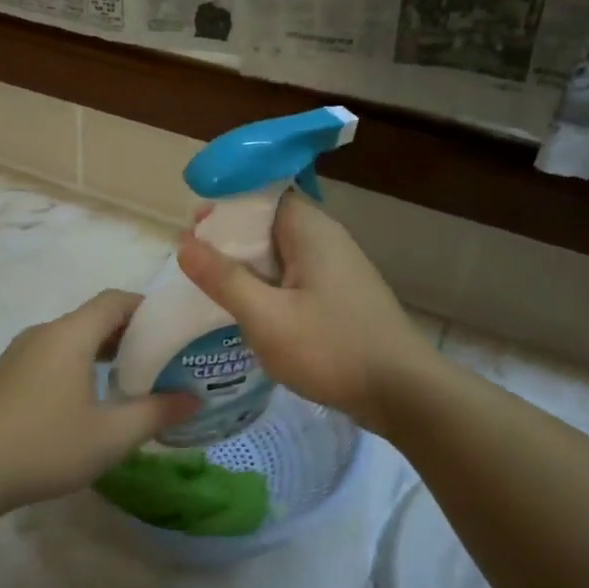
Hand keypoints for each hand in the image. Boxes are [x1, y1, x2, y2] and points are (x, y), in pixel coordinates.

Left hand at [0, 290, 200, 508]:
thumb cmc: (45, 446)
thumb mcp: (111, 436)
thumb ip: (156, 413)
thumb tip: (192, 399)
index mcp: (70, 335)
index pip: (114, 300)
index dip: (146, 307)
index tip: (171, 327)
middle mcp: (43, 333)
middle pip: (93, 317)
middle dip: (128, 332)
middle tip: (160, 358)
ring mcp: (19, 352)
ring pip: (70, 338)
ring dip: (101, 350)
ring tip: (129, 379)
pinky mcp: (5, 374)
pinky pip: (50, 354)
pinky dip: (76, 363)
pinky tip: (86, 399)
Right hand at [177, 193, 432, 431]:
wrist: (404, 393)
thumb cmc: (332, 349)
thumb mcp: (266, 317)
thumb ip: (223, 279)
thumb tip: (184, 243)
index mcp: (309, 230)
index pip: (262, 194)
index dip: (225, 205)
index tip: (195, 229)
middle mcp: (326, 238)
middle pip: (269, 222)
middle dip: (231, 238)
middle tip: (196, 263)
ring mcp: (337, 268)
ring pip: (281, 252)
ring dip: (249, 265)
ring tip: (215, 287)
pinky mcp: (341, 295)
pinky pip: (295, 276)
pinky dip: (268, 285)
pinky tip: (251, 310)